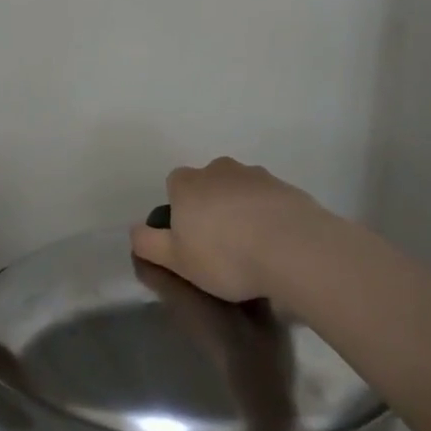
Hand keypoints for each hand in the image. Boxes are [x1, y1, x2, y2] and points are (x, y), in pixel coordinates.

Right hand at [129, 157, 328, 302]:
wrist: (295, 250)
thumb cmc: (225, 256)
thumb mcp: (176, 260)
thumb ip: (147, 243)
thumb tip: (135, 229)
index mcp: (188, 184)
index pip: (174, 184)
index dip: (179, 209)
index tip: (189, 238)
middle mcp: (220, 170)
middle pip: (208, 184)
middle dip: (210, 206)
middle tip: (219, 244)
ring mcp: (257, 176)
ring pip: (240, 190)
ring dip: (240, 210)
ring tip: (251, 247)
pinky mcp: (288, 188)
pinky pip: (268, 200)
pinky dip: (268, 216)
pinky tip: (275, 244)